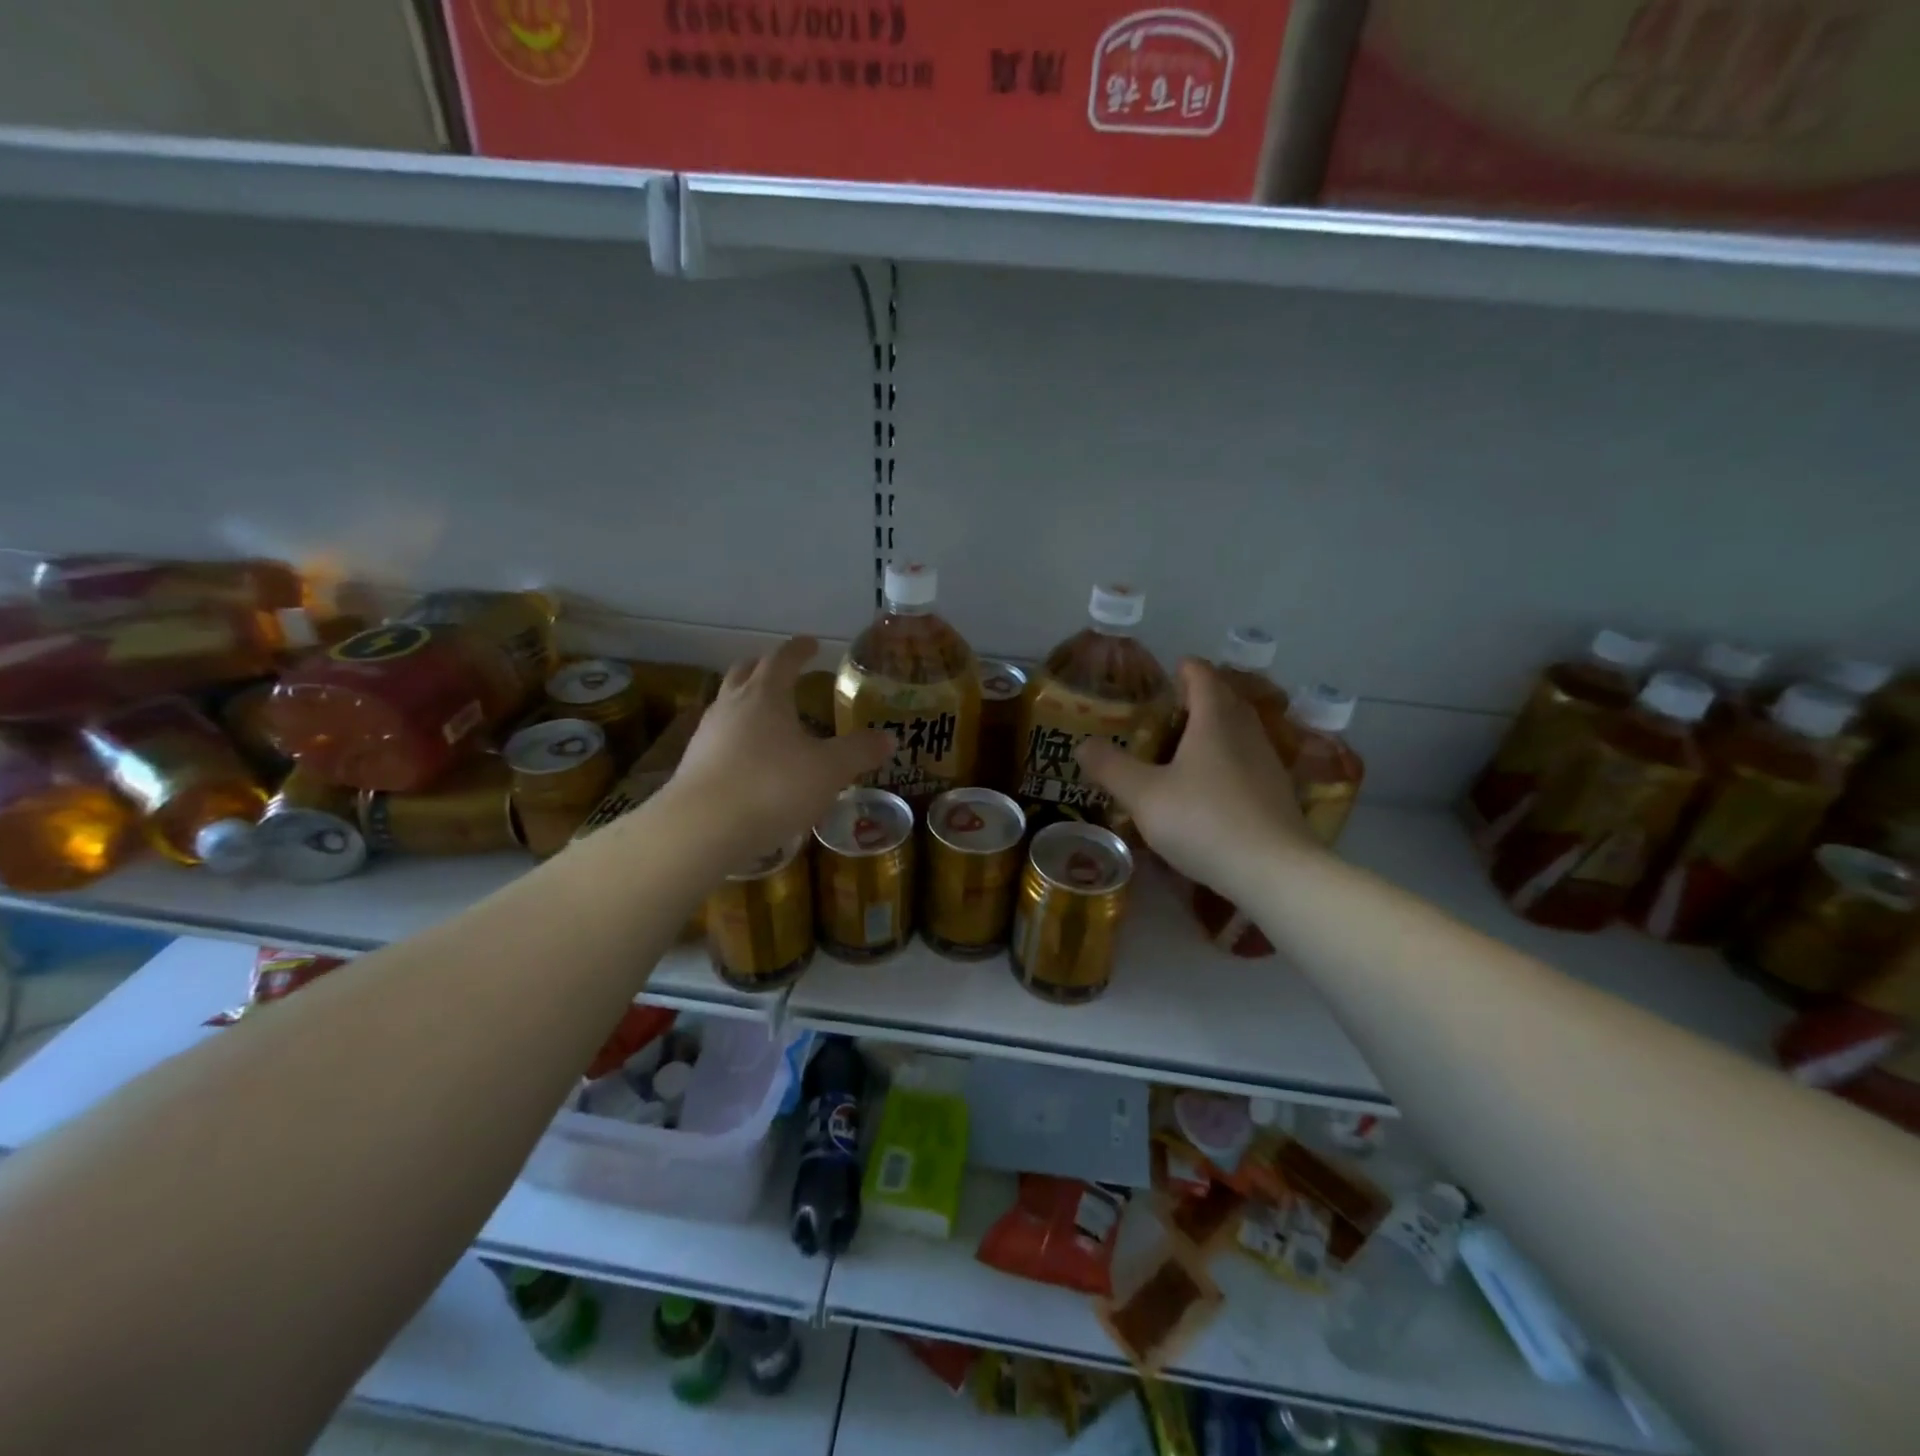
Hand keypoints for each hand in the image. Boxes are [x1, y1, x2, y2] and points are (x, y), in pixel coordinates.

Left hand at [668, 636, 892, 865]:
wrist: (701, 829)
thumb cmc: (772, 787)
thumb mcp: (828, 770)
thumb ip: (859, 752)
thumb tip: (888, 738)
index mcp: (765, 695)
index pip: (783, 659)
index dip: (799, 649)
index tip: (812, 645)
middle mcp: (731, 705)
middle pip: (745, 672)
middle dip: (765, 667)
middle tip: (785, 672)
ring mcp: (707, 734)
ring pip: (727, 704)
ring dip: (747, 702)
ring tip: (769, 717)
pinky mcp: (693, 765)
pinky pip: (719, 737)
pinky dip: (737, 736)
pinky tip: (750, 758)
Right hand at [1077, 659, 1318, 900]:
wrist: (1273, 870)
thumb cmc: (1203, 820)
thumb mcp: (1144, 795)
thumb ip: (1111, 767)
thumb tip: (1082, 744)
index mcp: (1214, 720)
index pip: (1202, 676)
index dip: (1184, 669)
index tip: (1167, 672)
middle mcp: (1246, 732)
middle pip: (1226, 700)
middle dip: (1200, 698)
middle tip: (1168, 710)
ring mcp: (1268, 763)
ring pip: (1240, 731)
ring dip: (1215, 730)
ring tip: (1185, 747)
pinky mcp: (1278, 793)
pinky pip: (1248, 761)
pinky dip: (1227, 760)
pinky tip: (1210, 786)